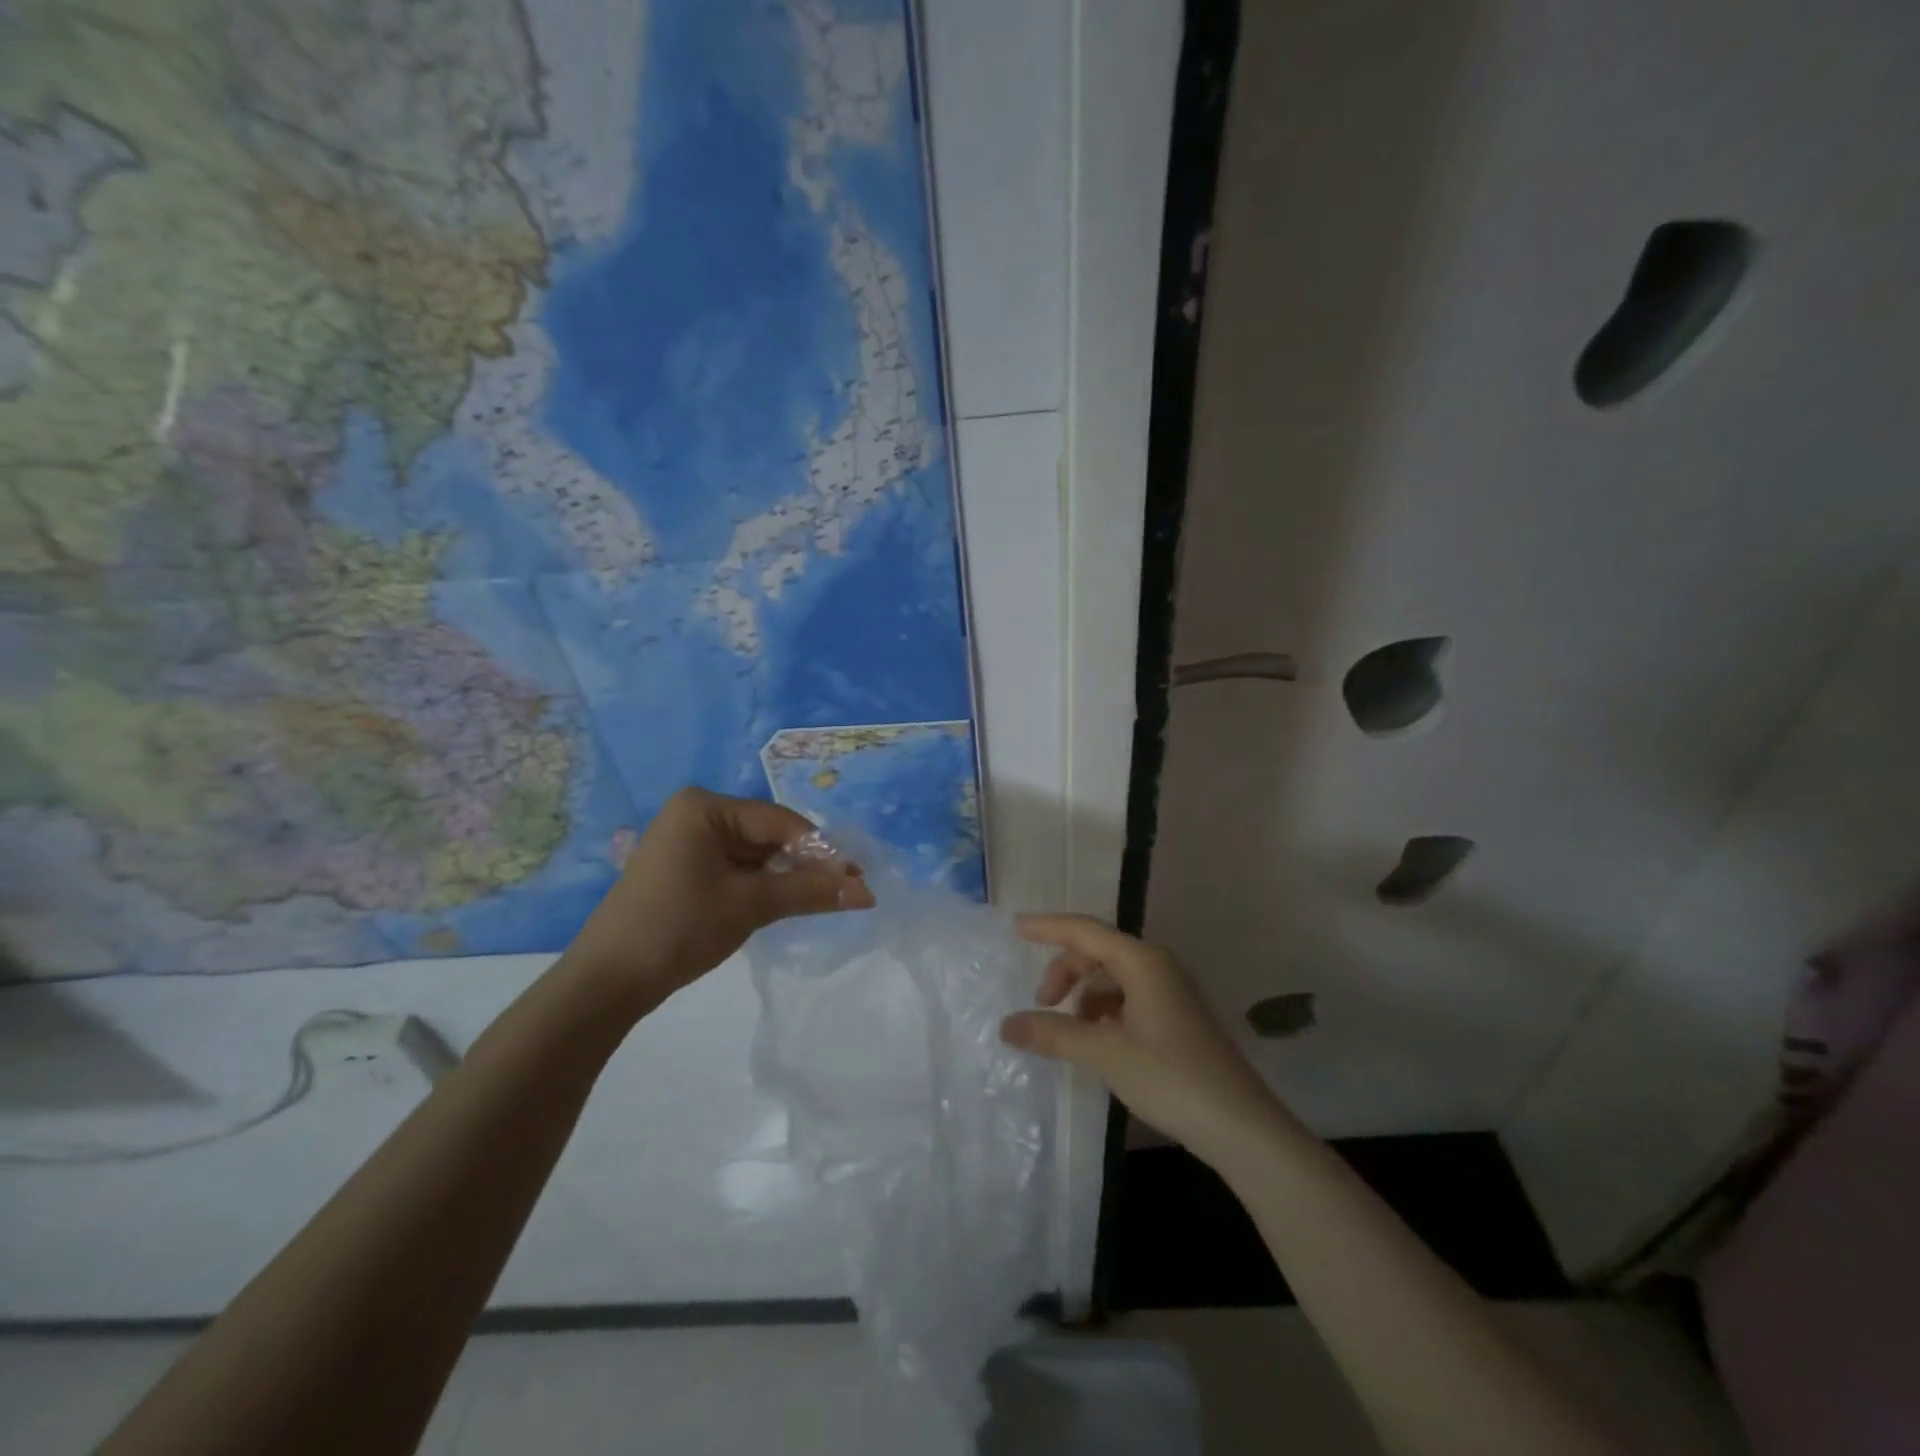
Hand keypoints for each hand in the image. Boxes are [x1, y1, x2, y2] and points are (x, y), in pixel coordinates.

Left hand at [569, 788, 874, 1002]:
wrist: (606, 982)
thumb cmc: (679, 928)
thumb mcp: (751, 905)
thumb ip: (810, 892)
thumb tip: (867, 892)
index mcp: (705, 806)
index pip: (779, 821)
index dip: (821, 850)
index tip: (857, 878)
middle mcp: (696, 814)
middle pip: (768, 835)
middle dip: (804, 865)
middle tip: (843, 892)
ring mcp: (687, 842)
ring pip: (754, 854)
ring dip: (785, 878)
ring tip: (819, 902)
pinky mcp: (684, 870)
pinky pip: (735, 869)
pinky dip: (761, 886)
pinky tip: (783, 904)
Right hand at [1000, 914, 1283, 1166]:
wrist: (1241, 1126)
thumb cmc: (1171, 1077)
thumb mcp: (1105, 1054)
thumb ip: (1053, 1034)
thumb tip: (1006, 1025)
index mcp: (1142, 962)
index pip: (1085, 930)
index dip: (1048, 927)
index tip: (1015, 927)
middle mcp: (1157, 966)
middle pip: (1098, 951)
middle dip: (1065, 970)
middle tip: (1042, 1004)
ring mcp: (1170, 991)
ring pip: (1112, 976)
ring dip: (1083, 993)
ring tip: (1068, 1028)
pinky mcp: (1175, 1017)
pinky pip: (1128, 997)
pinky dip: (1103, 1010)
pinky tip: (1096, 1039)